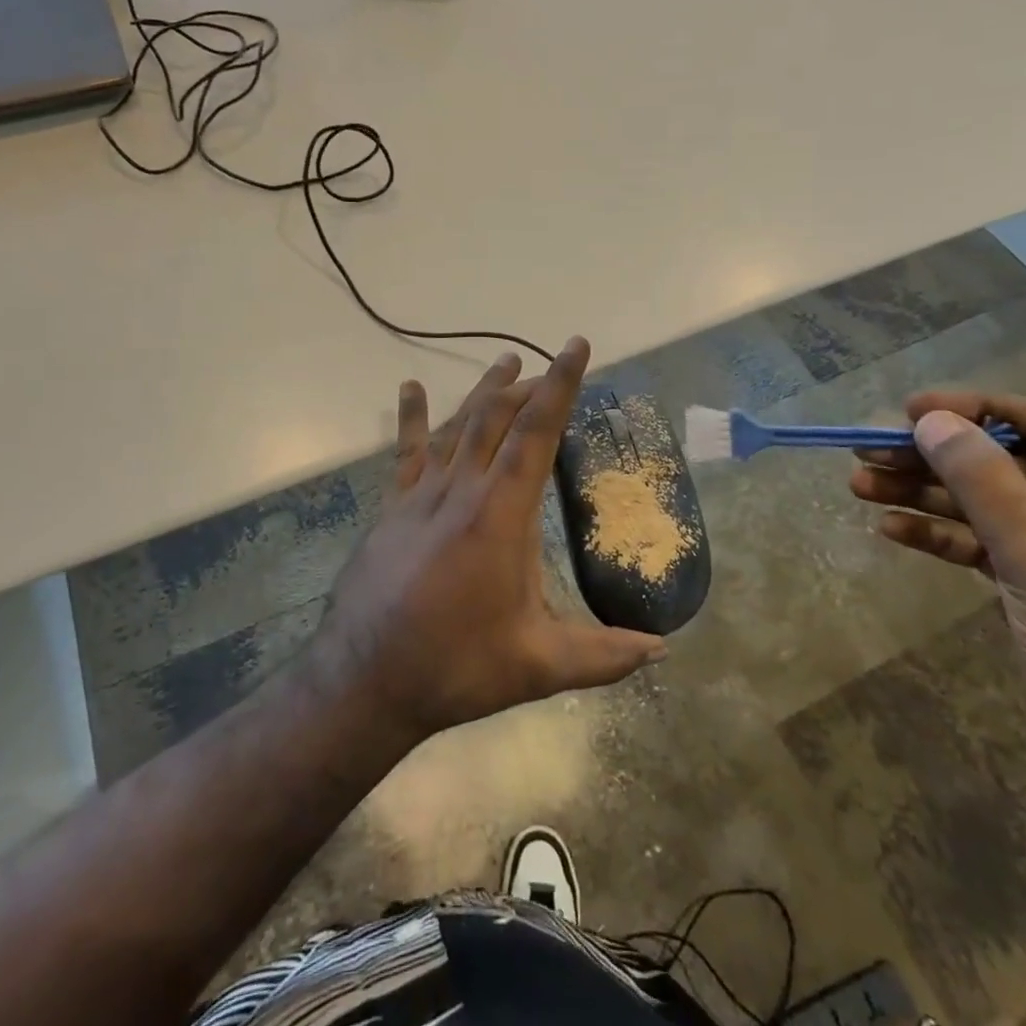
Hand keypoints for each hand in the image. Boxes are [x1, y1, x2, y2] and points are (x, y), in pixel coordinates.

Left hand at [314, 337, 667, 740]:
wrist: (365, 679)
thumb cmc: (456, 667)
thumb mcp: (537, 666)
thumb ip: (603, 655)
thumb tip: (661, 649)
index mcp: (500, 515)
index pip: (535, 433)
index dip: (560, 386)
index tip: (575, 347)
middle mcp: (461, 489)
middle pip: (497, 418)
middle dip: (528, 387)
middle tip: (552, 368)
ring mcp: (421, 495)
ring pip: (457, 426)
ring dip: (484, 391)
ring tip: (506, 361)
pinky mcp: (393, 508)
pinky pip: (407, 452)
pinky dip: (413, 417)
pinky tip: (411, 389)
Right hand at [850, 392, 1025, 782]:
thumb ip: (982, 478)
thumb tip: (930, 419)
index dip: (973, 410)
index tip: (908, 411)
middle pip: (1004, 463)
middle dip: (934, 458)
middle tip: (867, 451)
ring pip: (987, 504)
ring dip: (925, 494)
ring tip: (860, 485)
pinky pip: (985, 544)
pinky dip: (941, 536)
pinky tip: (892, 529)